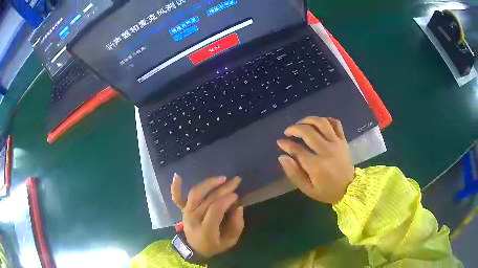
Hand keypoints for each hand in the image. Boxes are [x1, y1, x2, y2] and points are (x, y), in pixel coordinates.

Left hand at [171, 175, 243, 257]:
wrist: (194, 249)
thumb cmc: (214, 246)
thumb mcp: (230, 241)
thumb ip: (236, 225)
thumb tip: (238, 207)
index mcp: (206, 230)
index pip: (215, 209)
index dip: (226, 200)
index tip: (236, 195)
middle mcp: (193, 219)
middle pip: (208, 199)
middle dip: (224, 189)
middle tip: (236, 181)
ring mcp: (186, 213)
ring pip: (195, 194)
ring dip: (208, 183)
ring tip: (222, 178)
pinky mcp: (182, 210)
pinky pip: (177, 198)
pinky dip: (175, 187)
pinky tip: (177, 176)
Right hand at [277, 117, 354, 203]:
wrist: (350, 189)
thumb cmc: (327, 191)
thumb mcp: (307, 189)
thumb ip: (294, 173)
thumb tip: (282, 157)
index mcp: (316, 165)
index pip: (297, 149)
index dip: (286, 144)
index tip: (280, 142)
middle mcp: (326, 151)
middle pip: (308, 132)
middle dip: (294, 128)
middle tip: (288, 132)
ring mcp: (336, 143)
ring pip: (321, 123)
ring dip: (308, 120)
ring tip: (301, 124)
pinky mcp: (343, 140)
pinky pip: (336, 123)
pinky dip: (326, 119)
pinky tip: (318, 123)